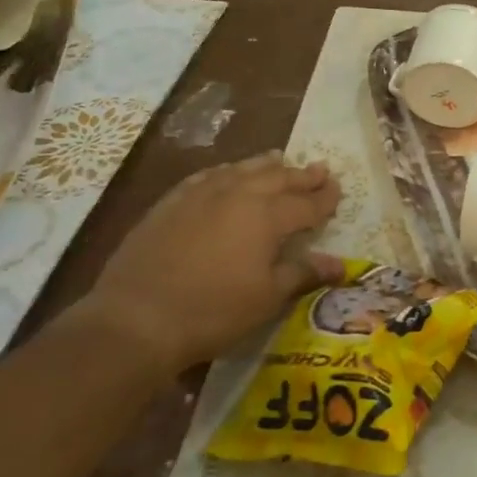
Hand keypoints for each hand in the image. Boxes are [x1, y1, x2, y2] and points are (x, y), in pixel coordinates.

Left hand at [79, 152, 343, 374]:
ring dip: (265, 165)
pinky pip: (207, 177)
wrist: (136, 318)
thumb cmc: (213, 312)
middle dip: (301, 175)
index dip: (325, 197)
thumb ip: (303, 273)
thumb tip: (339, 265)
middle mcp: (237, 195)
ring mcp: (200, 195)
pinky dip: (227, 172)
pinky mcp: (171, 203)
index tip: (338, 189)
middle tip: (319, 169)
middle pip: (277, 178)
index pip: (305, 203)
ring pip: (241, 170)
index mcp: (267, 217)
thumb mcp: (267, 298)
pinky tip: (227, 174)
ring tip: (279, 158)